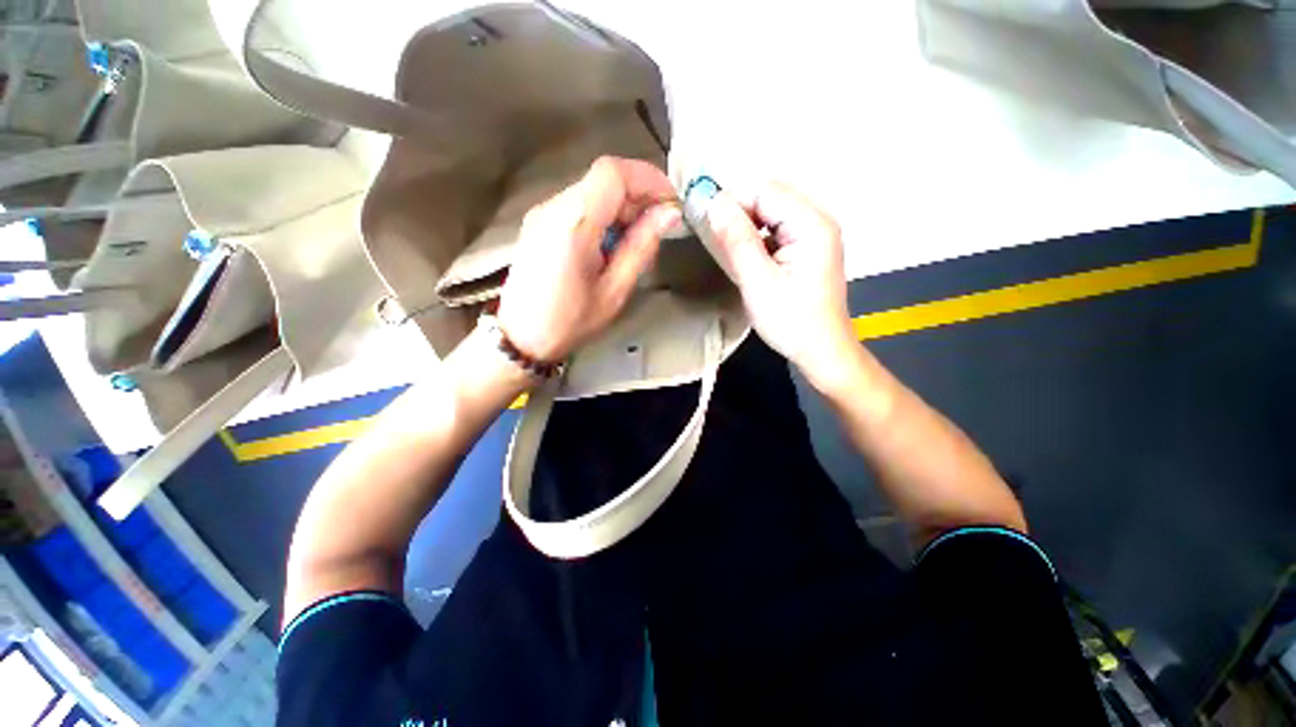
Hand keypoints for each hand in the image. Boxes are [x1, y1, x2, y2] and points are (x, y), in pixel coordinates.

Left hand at [498, 156, 680, 362]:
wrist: (522, 338)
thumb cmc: (570, 322)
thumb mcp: (614, 291)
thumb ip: (641, 247)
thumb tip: (668, 215)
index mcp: (572, 224)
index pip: (612, 173)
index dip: (647, 178)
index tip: (670, 202)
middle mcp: (553, 208)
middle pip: (602, 179)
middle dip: (638, 196)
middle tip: (658, 227)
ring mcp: (542, 213)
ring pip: (592, 191)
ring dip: (622, 207)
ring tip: (636, 240)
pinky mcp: (539, 223)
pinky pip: (579, 205)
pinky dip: (603, 215)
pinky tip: (610, 244)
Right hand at [702, 182, 858, 385]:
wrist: (822, 351)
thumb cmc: (791, 321)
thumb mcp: (758, 281)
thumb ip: (736, 240)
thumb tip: (714, 203)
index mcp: (811, 223)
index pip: (765, 190)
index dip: (732, 201)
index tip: (706, 223)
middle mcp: (818, 220)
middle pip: (770, 198)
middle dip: (738, 213)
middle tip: (714, 238)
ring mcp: (815, 235)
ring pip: (771, 214)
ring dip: (745, 226)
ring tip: (726, 249)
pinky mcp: (808, 249)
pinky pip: (777, 230)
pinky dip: (756, 238)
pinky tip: (745, 257)